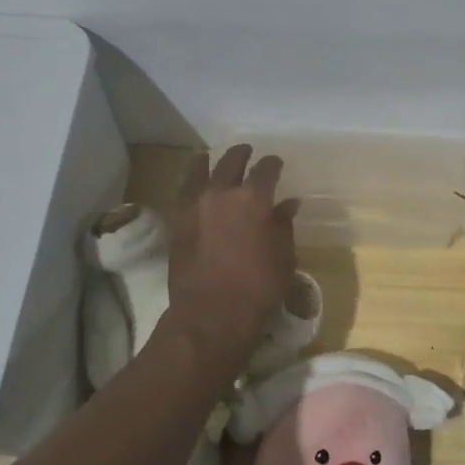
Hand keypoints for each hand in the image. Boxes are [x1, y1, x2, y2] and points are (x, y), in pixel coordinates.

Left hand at [165, 144, 299, 361]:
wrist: (211, 313)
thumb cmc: (258, 286)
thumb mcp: (284, 255)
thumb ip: (283, 224)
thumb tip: (287, 203)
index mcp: (253, 198)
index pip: (266, 169)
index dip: (273, 164)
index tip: (276, 164)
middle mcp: (222, 193)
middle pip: (230, 161)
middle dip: (241, 154)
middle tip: (246, 151)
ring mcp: (195, 206)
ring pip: (199, 171)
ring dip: (209, 162)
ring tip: (211, 159)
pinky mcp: (177, 222)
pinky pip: (184, 192)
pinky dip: (192, 183)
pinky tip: (196, 186)